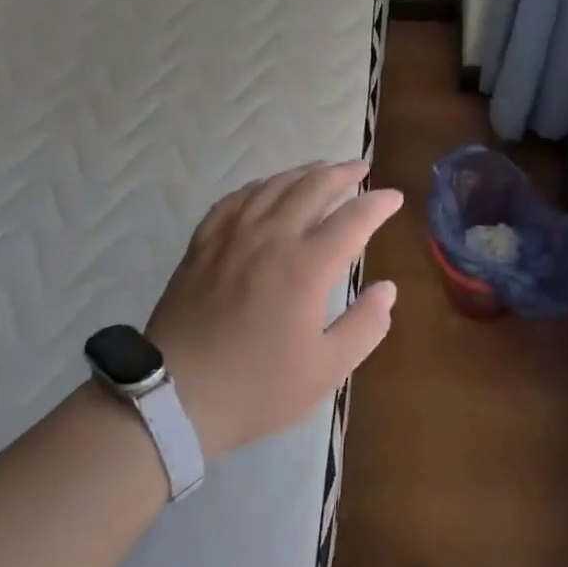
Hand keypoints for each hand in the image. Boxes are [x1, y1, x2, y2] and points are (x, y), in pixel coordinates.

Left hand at [146, 160, 402, 458]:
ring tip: (321, 168)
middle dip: (343, 173)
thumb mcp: (326, 370)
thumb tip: (387, 289)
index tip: (394, 198)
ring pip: (273, 186)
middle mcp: (272, 237)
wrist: (173, 398)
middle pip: (313, 187)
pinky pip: (235, 199)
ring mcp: (233, 236)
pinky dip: (259, 186)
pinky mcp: (203, 244)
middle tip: (361, 168)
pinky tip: (266, 188)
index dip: (378, 204)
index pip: (353, 218)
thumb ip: (365, 326)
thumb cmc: (256, 387)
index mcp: (307, 266)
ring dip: (303, 172)